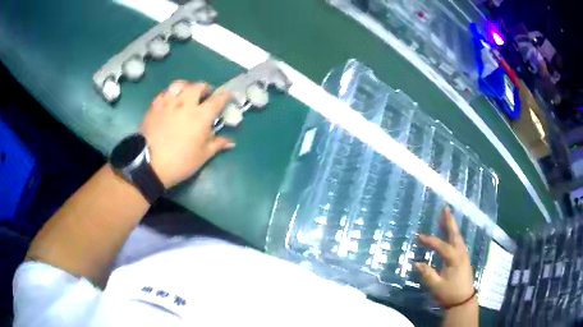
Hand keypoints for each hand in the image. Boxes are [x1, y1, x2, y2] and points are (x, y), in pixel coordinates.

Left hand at [140, 80, 234, 187]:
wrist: (149, 165)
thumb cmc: (180, 162)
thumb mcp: (202, 156)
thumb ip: (217, 144)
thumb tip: (231, 142)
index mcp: (201, 116)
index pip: (218, 99)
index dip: (225, 95)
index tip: (228, 96)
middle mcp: (186, 104)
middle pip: (198, 86)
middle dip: (205, 88)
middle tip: (206, 95)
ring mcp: (169, 103)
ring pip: (180, 85)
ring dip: (187, 86)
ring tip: (187, 93)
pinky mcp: (155, 106)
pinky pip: (164, 93)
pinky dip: (170, 93)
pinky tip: (170, 100)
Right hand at [415, 207, 474, 307]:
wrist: (463, 301)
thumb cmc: (449, 293)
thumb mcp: (436, 286)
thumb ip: (427, 274)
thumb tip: (416, 263)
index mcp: (454, 259)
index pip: (441, 246)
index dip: (430, 241)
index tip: (419, 237)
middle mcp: (461, 254)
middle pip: (455, 235)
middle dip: (450, 222)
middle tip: (446, 209)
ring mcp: (464, 256)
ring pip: (458, 238)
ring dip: (453, 228)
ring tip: (447, 218)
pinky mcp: (464, 260)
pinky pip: (459, 243)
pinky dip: (454, 236)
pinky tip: (451, 236)